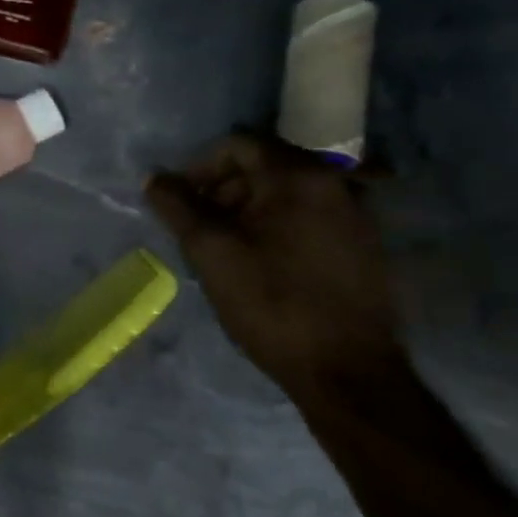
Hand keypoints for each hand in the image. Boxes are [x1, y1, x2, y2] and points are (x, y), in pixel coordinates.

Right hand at [147, 132, 408, 399]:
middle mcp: (335, 184)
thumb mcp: (210, 251)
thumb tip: (154, 178)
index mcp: (299, 177)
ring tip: (224, 248)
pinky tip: (260, 262)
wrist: (346, 371)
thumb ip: (177, 207)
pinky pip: (308, 216)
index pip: (238, 145)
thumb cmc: (271, 302)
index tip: (179, 202)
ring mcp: (356, 214)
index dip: (199, 168)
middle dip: (222, 189)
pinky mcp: (363, 245)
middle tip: (197, 227)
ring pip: (285, 193)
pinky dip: (276, 225)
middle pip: (263, 166)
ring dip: (247, 209)